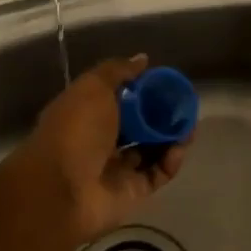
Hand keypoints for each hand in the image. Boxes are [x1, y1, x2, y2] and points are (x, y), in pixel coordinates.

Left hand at [6, 54, 189, 245]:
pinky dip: (171, 161)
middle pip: (138, 125)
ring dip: (171, 137)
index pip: (118, 98)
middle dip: (161, 115)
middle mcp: (101, 140)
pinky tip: (179, 147)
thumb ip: (118, 72)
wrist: (60, 190)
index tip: (164, 82)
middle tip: (183, 106)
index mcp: (86, 113)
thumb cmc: (75, 131)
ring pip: (151, 150)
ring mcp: (116, 168)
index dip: (141, 90)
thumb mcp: (93, 88)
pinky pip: (157, 173)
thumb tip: (142, 59)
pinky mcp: (132, 192)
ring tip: (189, 126)